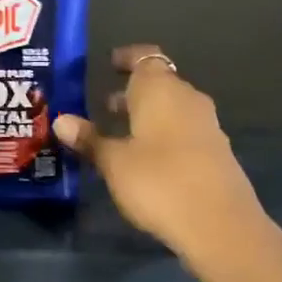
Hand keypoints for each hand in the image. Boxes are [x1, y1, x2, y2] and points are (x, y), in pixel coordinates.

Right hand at [53, 46, 263, 262]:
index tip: (109, 63)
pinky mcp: (216, 151)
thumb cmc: (159, 182)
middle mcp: (187, 98)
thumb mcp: (114, 163)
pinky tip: (148, 158)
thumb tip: (62, 120)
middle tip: (105, 104)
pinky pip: (184, 129)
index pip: (145, 57)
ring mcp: (207, 125)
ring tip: (121, 132)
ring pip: (173, 107)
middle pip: (160, 83)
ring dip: (149, 114)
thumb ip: (90, 139)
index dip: (127, 58)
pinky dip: (164, 133)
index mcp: (160, 90)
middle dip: (133, 91)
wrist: (219, 224)